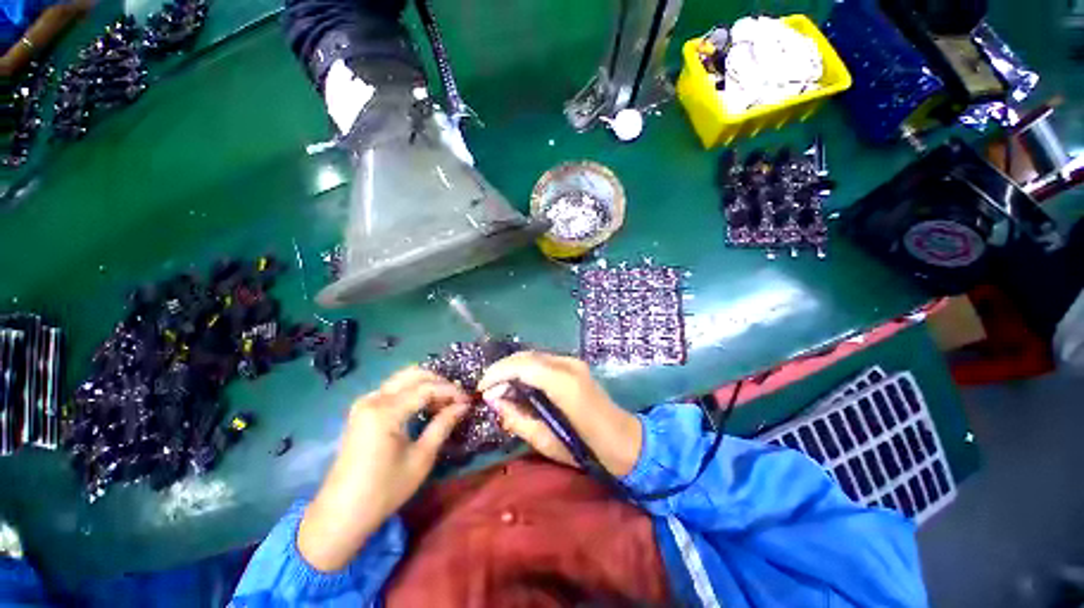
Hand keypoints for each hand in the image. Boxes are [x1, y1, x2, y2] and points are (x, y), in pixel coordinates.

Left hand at [298, 367, 470, 571]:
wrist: (342, 513)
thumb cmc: (384, 489)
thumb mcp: (421, 458)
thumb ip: (443, 425)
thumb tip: (463, 406)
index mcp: (385, 411)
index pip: (427, 388)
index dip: (451, 392)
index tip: (468, 401)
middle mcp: (373, 399)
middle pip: (413, 374)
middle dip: (439, 382)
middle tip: (457, 398)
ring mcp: (365, 403)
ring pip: (403, 379)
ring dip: (426, 384)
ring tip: (444, 401)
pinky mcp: (362, 410)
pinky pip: (393, 389)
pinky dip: (413, 391)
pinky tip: (425, 405)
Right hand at [478, 352, 641, 476]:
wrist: (626, 442)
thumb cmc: (589, 450)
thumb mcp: (547, 442)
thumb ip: (518, 418)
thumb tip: (494, 400)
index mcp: (565, 384)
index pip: (524, 366)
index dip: (498, 373)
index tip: (482, 389)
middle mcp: (569, 365)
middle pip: (527, 356)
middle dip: (502, 369)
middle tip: (488, 390)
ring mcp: (574, 362)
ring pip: (534, 355)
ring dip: (513, 367)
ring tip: (499, 388)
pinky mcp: (575, 365)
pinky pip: (543, 360)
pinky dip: (526, 368)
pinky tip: (519, 384)